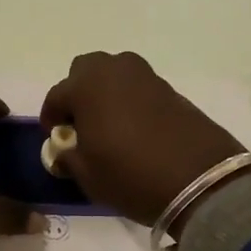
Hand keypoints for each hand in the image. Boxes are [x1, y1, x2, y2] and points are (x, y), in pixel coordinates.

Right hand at [40, 53, 245, 232]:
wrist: (200, 180)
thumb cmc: (131, 176)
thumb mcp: (87, 176)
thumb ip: (68, 157)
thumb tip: (65, 149)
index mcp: (86, 86)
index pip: (56, 95)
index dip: (51, 117)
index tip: (55, 138)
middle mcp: (114, 71)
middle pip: (85, 69)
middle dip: (78, 91)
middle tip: (81, 122)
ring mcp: (145, 76)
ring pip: (114, 73)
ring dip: (106, 91)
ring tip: (108, 123)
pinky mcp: (170, 88)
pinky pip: (138, 86)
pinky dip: (130, 99)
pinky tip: (134, 127)